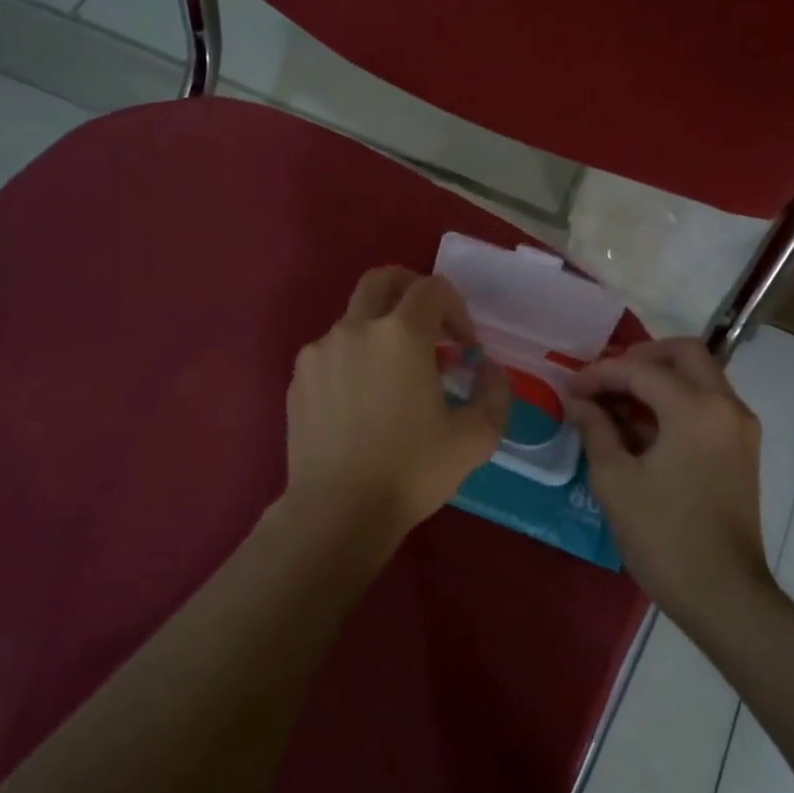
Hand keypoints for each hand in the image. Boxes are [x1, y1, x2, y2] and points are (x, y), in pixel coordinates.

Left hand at [282, 267, 510, 548]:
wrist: (337, 512)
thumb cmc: (411, 471)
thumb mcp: (475, 438)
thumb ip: (495, 393)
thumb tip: (489, 369)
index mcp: (401, 334)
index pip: (432, 288)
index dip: (456, 309)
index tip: (464, 348)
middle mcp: (355, 328)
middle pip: (383, 280)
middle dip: (412, 292)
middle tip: (430, 327)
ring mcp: (320, 351)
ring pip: (354, 318)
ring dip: (380, 331)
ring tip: (395, 376)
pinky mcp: (298, 377)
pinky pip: (331, 350)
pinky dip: (353, 358)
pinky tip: (362, 400)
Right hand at [565, 338, 769, 620]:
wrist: (723, 595)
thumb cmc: (663, 536)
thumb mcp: (615, 480)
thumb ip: (595, 429)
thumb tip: (578, 401)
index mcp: (696, 409)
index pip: (640, 370)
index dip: (599, 374)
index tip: (569, 386)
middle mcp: (726, 406)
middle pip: (685, 354)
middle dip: (640, 357)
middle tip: (605, 378)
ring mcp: (739, 428)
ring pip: (699, 377)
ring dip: (658, 379)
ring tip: (615, 403)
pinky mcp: (741, 450)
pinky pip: (707, 405)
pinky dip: (675, 402)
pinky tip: (641, 427)